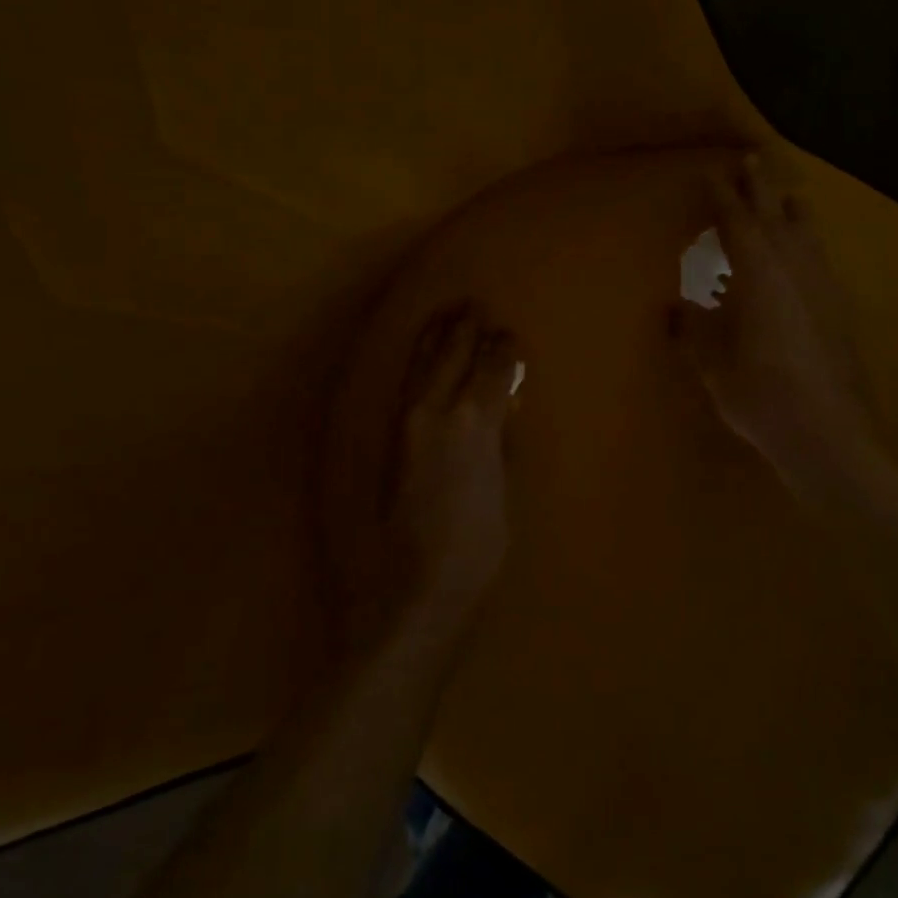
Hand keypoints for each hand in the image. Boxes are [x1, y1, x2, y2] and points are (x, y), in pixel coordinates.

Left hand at [369, 303, 520, 642]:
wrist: (410, 590)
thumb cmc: (474, 552)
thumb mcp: (503, 496)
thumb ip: (502, 446)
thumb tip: (504, 410)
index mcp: (474, 423)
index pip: (493, 370)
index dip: (504, 350)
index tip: (510, 335)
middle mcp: (435, 412)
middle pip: (452, 356)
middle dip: (466, 329)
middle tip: (475, 306)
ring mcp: (405, 425)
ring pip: (420, 365)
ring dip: (435, 338)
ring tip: (446, 316)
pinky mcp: (388, 442)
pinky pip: (405, 387)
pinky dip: (417, 364)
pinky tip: (420, 358)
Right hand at [670, 152, 879, 504]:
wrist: (828, 434)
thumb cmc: (759, 395)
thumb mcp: (712, 363)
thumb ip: (692, 328)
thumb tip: (676, 306)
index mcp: (759, 273)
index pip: (737, 222)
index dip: (722, 196)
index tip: (711, 172)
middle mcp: (795, 268)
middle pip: (777, 215)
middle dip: (762, 187)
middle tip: (752, 160)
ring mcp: (823, 287)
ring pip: (807, 234)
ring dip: (791, 211)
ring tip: (785, 196)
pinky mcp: (840, 309)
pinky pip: (818, 260)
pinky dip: (805, 245)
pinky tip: (801, 258)